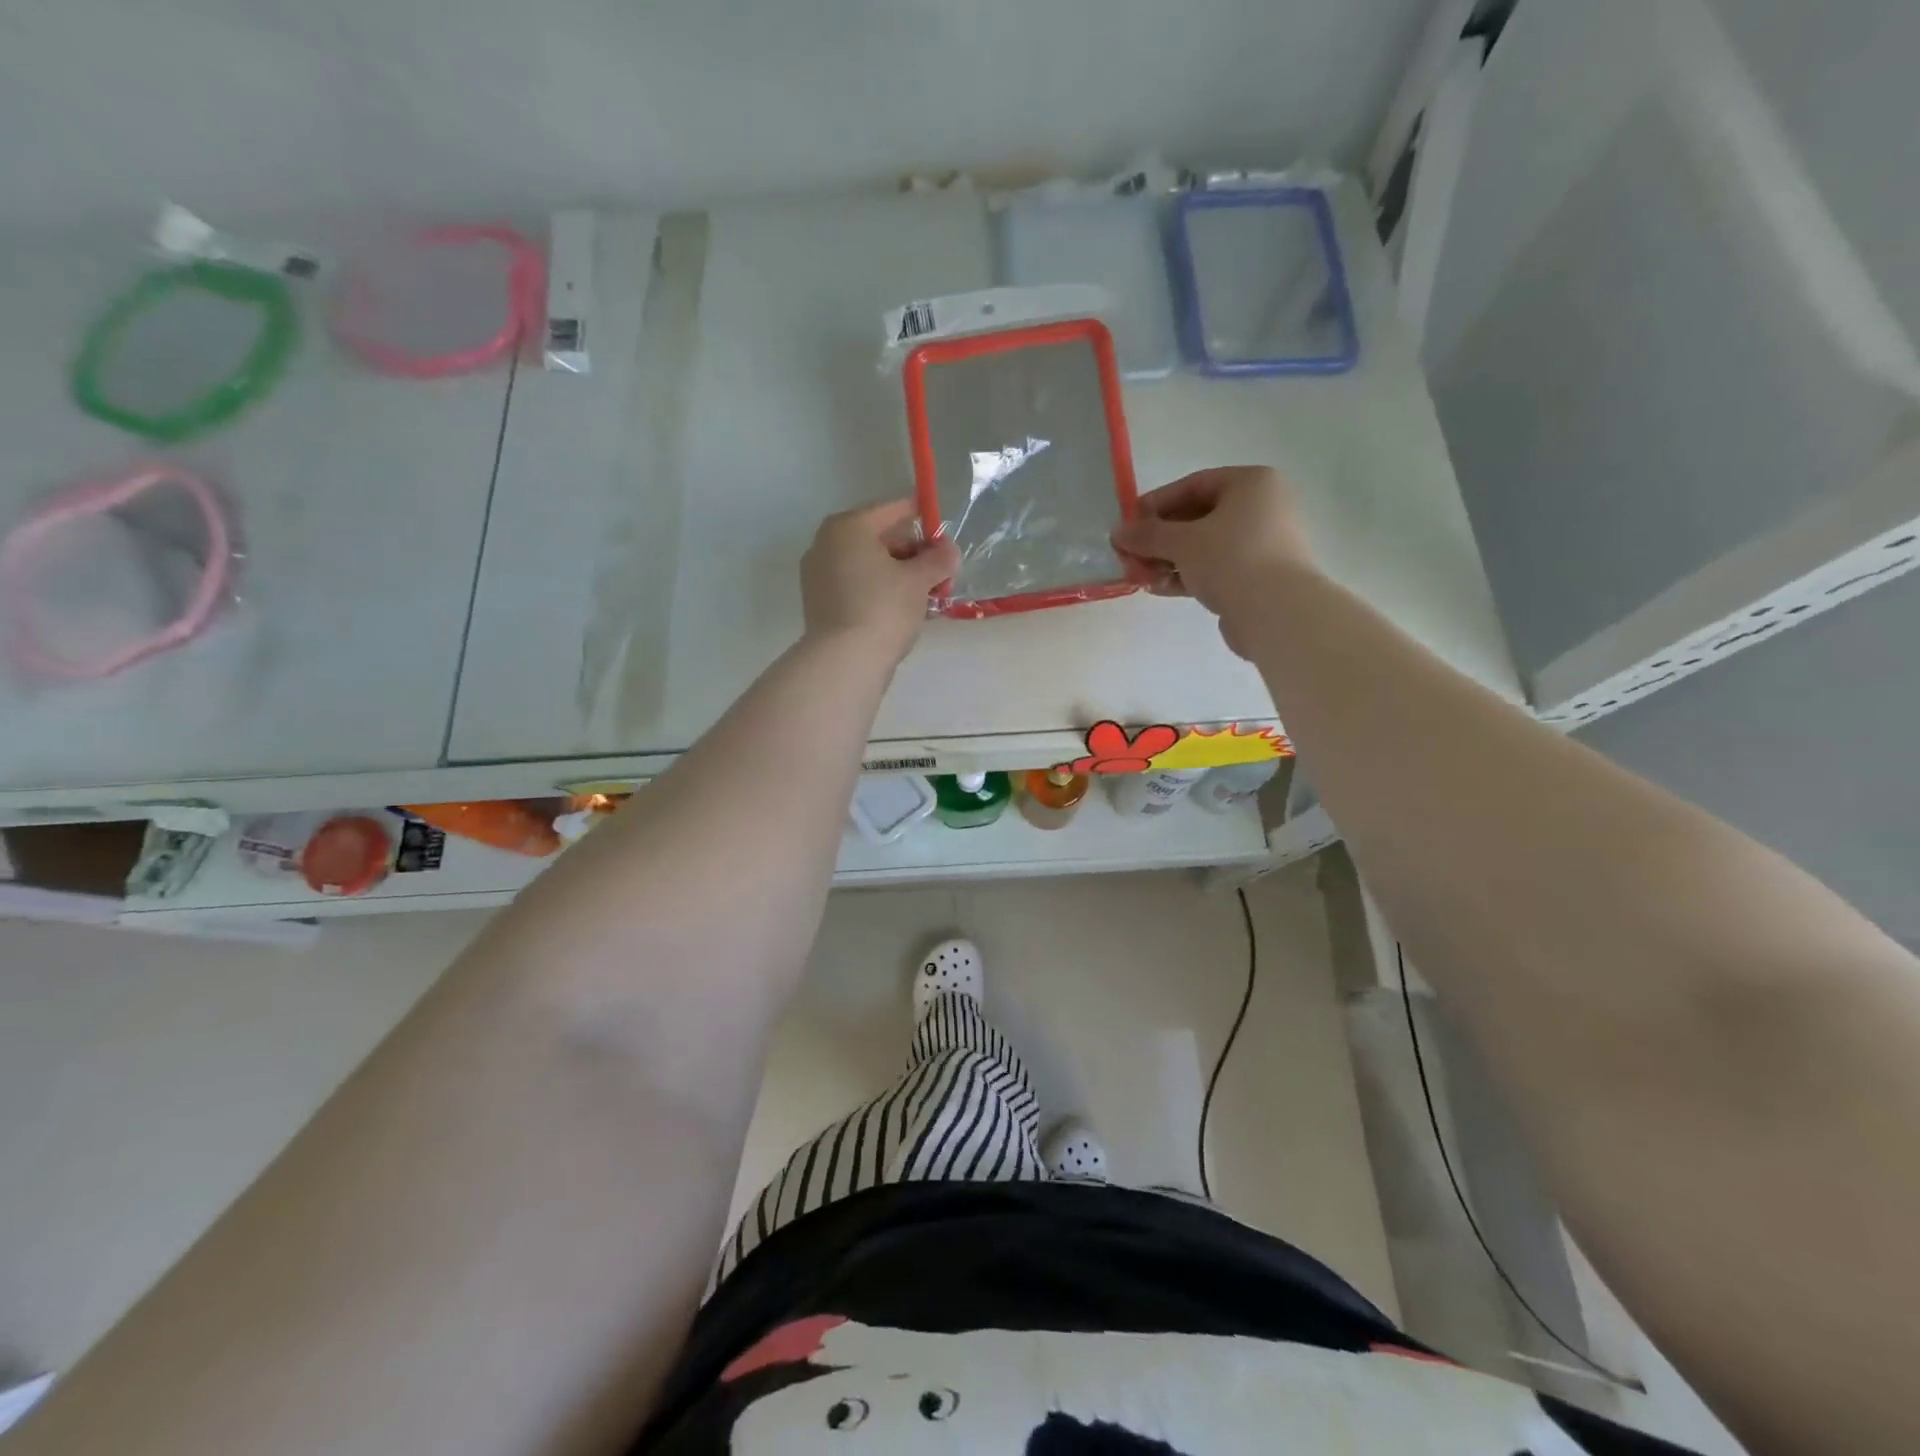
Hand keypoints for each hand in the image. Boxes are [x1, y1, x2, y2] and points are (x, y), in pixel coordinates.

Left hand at [801, 498, 959, 661]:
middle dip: (912, 554)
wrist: (845, 660)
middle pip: (878, 538)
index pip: (892, 510)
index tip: (943, 535)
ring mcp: (819, 575)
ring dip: (898, 575)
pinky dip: (880, 591)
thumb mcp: (919, 580)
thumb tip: (948, 550)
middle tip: (939, 573)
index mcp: (848, 527)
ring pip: (868, 565)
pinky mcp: (820, 603)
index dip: (922, 518)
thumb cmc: (884, 608)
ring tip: (927, 595)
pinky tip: (904, 609)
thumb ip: (938, 559)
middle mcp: (826, 544)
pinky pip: (857, 586)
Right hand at [1112, 467, 1314, 655]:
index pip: (1194, 484)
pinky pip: (1215, 568)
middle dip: (1160, 538)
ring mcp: (1262, 544)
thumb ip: (1148, 535)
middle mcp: (1262, 508)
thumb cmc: (1231, 558)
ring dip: (1169, 560)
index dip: (1156, 503)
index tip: (1129, 523)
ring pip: (1205, 546)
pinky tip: (1159, 588)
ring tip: (1139, 576)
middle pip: (1198, 517)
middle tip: (1129, 554)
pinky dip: (1187, 575)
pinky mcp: (1257, 577)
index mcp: (1252, 484)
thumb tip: (1117, 532)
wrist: (1276, 612)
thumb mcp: (1182, 542)